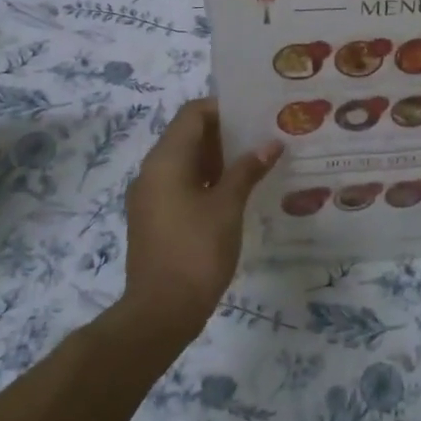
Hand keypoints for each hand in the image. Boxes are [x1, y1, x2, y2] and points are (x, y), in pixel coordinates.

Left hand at [123, 99, 280, 332]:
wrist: (161, 311)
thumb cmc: (196, 250)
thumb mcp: (228, 206)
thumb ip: (247, 170)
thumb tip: (270, 144)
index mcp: (166, 160)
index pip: (193, 114)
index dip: (224, 108)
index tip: (256, 115)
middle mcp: (152, 171)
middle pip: (188, 135)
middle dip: (225, 134)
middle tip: (263, 137)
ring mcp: (150, 197)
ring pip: (185, 162)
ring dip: (218, 158)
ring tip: (256, 163)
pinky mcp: (154, 219)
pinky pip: (181, 185)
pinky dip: (206, 181)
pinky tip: (236, 193)